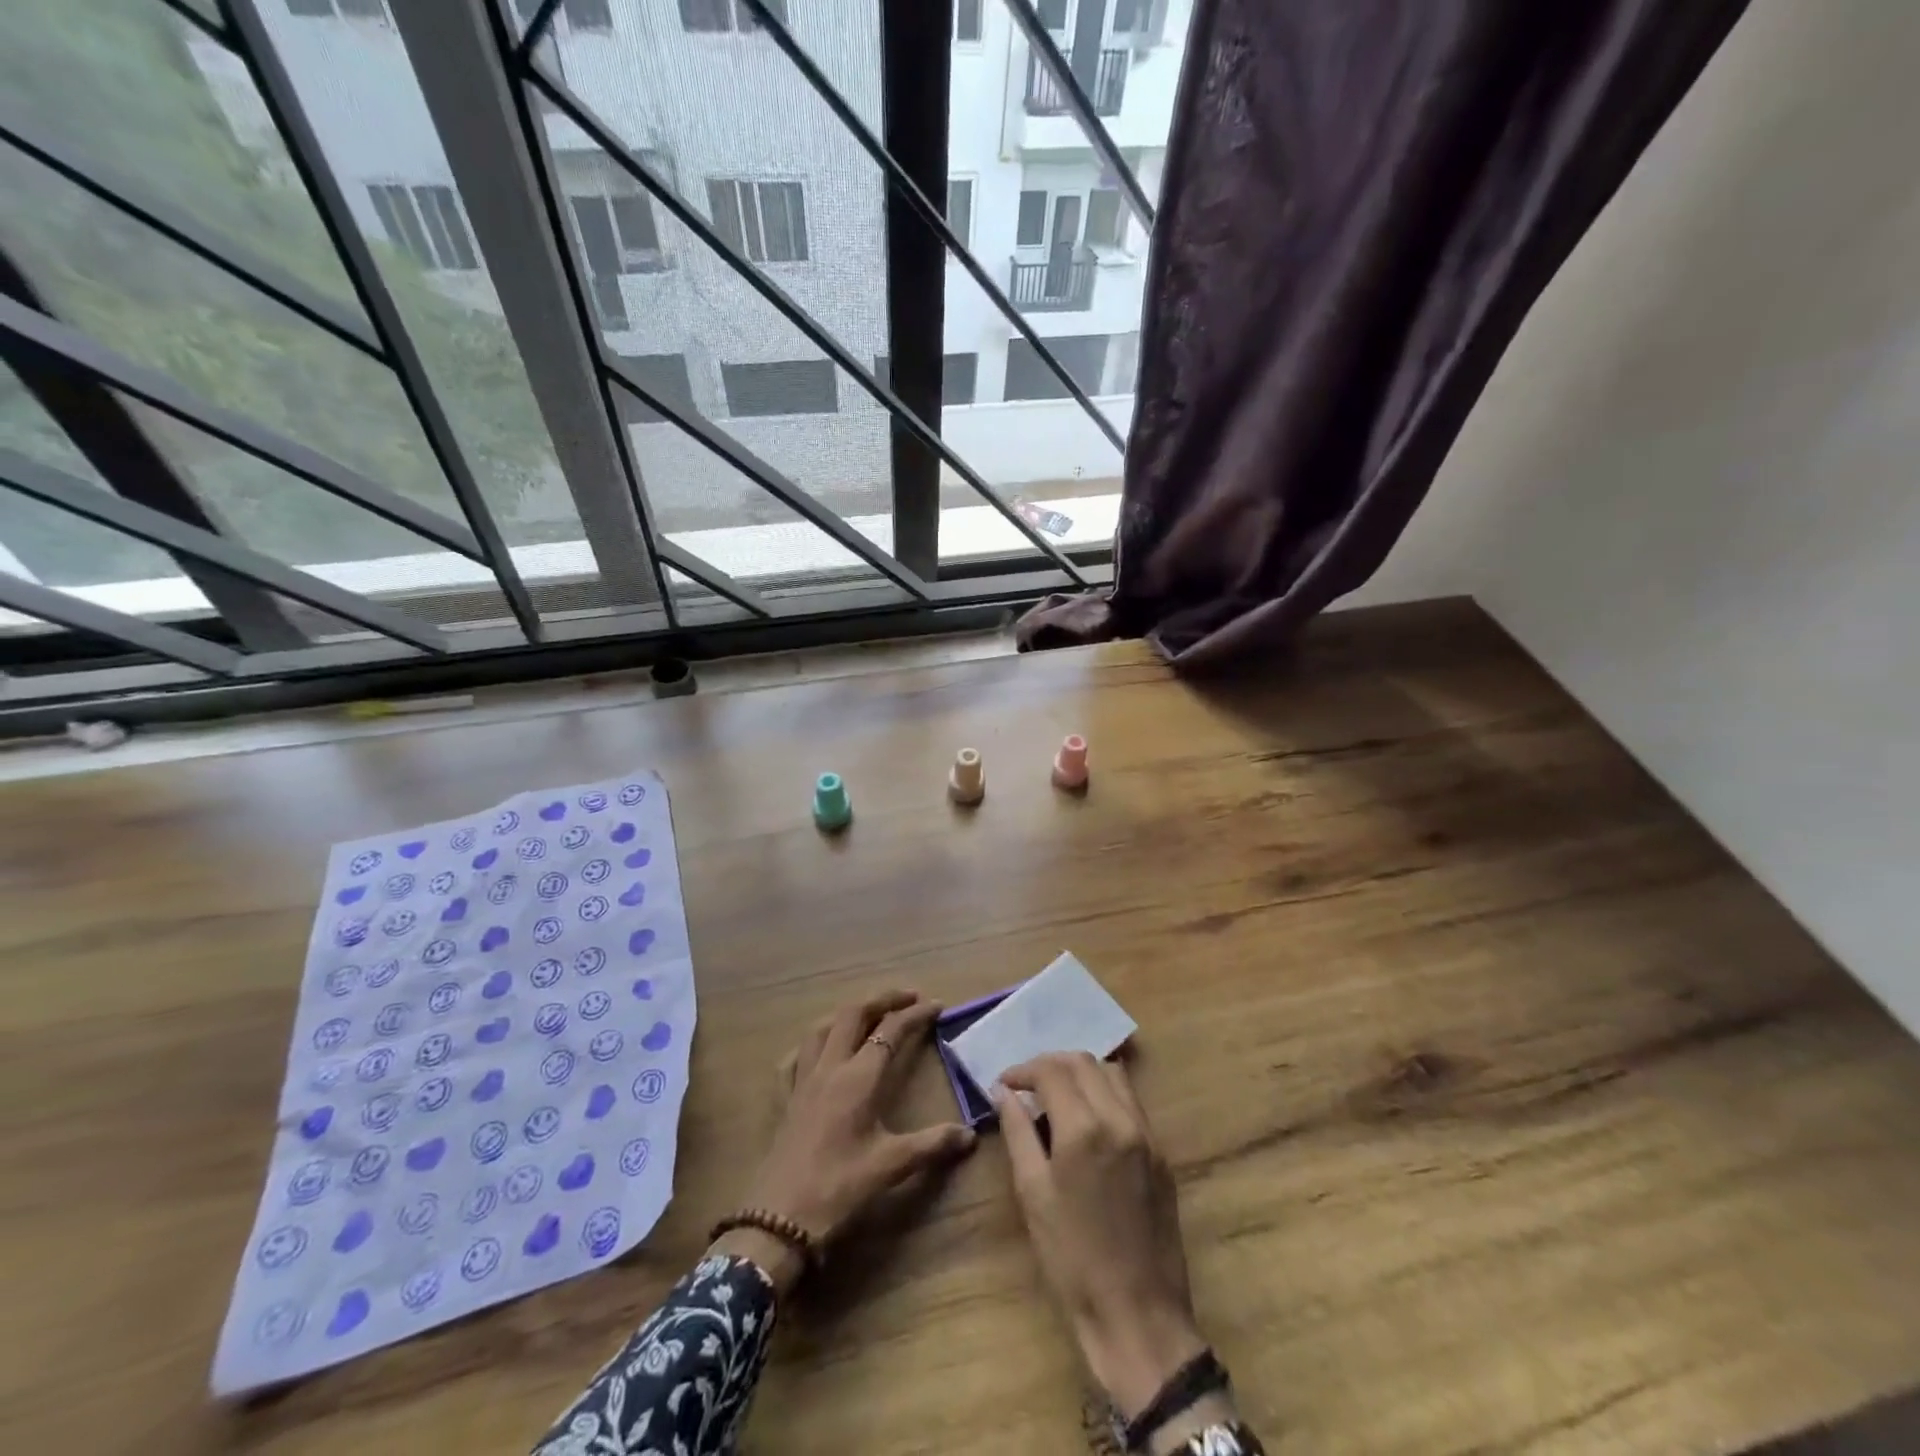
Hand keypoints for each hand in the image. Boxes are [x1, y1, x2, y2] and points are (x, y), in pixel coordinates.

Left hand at [717, 990, 975, 1291]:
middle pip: (853, 1015)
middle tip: (907, 998)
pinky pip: (796, 1057)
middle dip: (882, 1000)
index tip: (937, 1005)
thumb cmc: (838, 1189)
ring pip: (823, 1028)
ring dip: (848, 1014)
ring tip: (868, 1016)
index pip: (891, 1031)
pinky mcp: (786, 1100)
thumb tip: (970, 1135)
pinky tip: (819, 1050)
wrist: (778, 1221)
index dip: (915, 1014)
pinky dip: (813, 1044)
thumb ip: (932, 1145)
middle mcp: (830, 1068)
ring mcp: (803, 1081)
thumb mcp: (891, 1167)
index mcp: (858, 1078)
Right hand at [995, 1054, 1207, 1423]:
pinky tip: (1087, 1118)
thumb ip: (1018, 1133)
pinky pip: (1131, 1100)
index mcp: (1084, 1128)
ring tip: (1056, 1095)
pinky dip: (1105, 1092)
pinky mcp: (1161, 1152)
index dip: (1022, 1070)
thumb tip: (1003, 1093)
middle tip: (1026, 1085)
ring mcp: (1147, 1133)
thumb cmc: (1073, 1259)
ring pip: (1112, 1074)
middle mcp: (1120, 1118)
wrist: (1138, 1314)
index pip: (1051, 1071)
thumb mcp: (1033, 1194)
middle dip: (1050, 1064)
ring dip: (1081, 1073)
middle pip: (1083, 1061)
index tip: (1003, 1084)